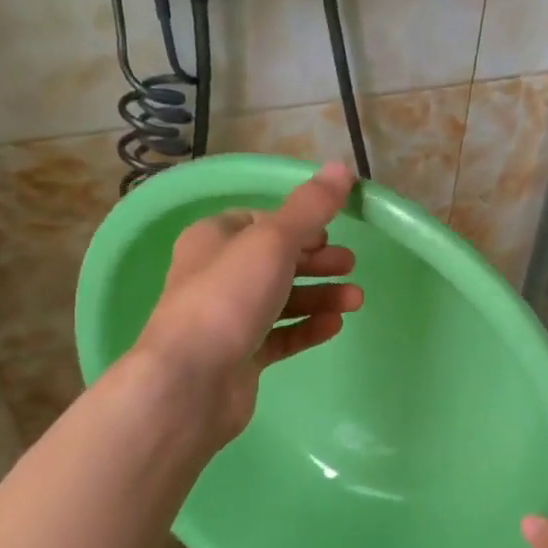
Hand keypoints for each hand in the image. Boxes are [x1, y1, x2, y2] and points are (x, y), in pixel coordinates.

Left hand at [131, 161, 361, 443]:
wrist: (191, 380)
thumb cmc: (228, 297)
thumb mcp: (273, 241)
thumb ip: (310, 207)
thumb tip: (342, 167)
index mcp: (213, 239)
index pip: (259, 221)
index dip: (297, 225)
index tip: (329, 233)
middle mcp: (216, 275)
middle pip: (275, 261)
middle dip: (316, 261)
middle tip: (351, 264)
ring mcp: (228, 319)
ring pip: (281, 299)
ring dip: (320, 295)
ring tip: (356, 300)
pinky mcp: (240, 356)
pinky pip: (280, 336)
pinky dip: (307, 327)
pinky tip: (335, 325)